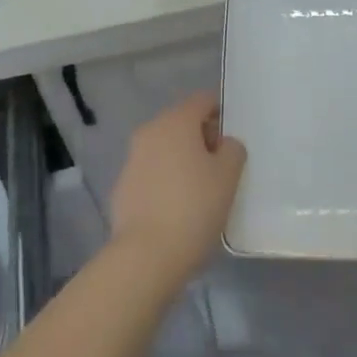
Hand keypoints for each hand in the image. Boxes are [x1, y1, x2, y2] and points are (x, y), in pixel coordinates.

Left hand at [109, 92, 245, 289]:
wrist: (145, 256)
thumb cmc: (194, 207)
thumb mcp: (228, 176)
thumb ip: (232, 149)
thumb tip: (223, 144)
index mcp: (176, 121)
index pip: (203, 100)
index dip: (221, 113)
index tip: (233, 140)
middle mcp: (150, 132)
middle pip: (182, 123)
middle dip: (202, 139)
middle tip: (222, 168)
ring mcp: (132, 159)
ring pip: (165, 148)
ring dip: (182, 160)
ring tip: (201, 191)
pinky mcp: (122, 187)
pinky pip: (151, 173)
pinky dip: (165, 181)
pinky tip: (178, 209)